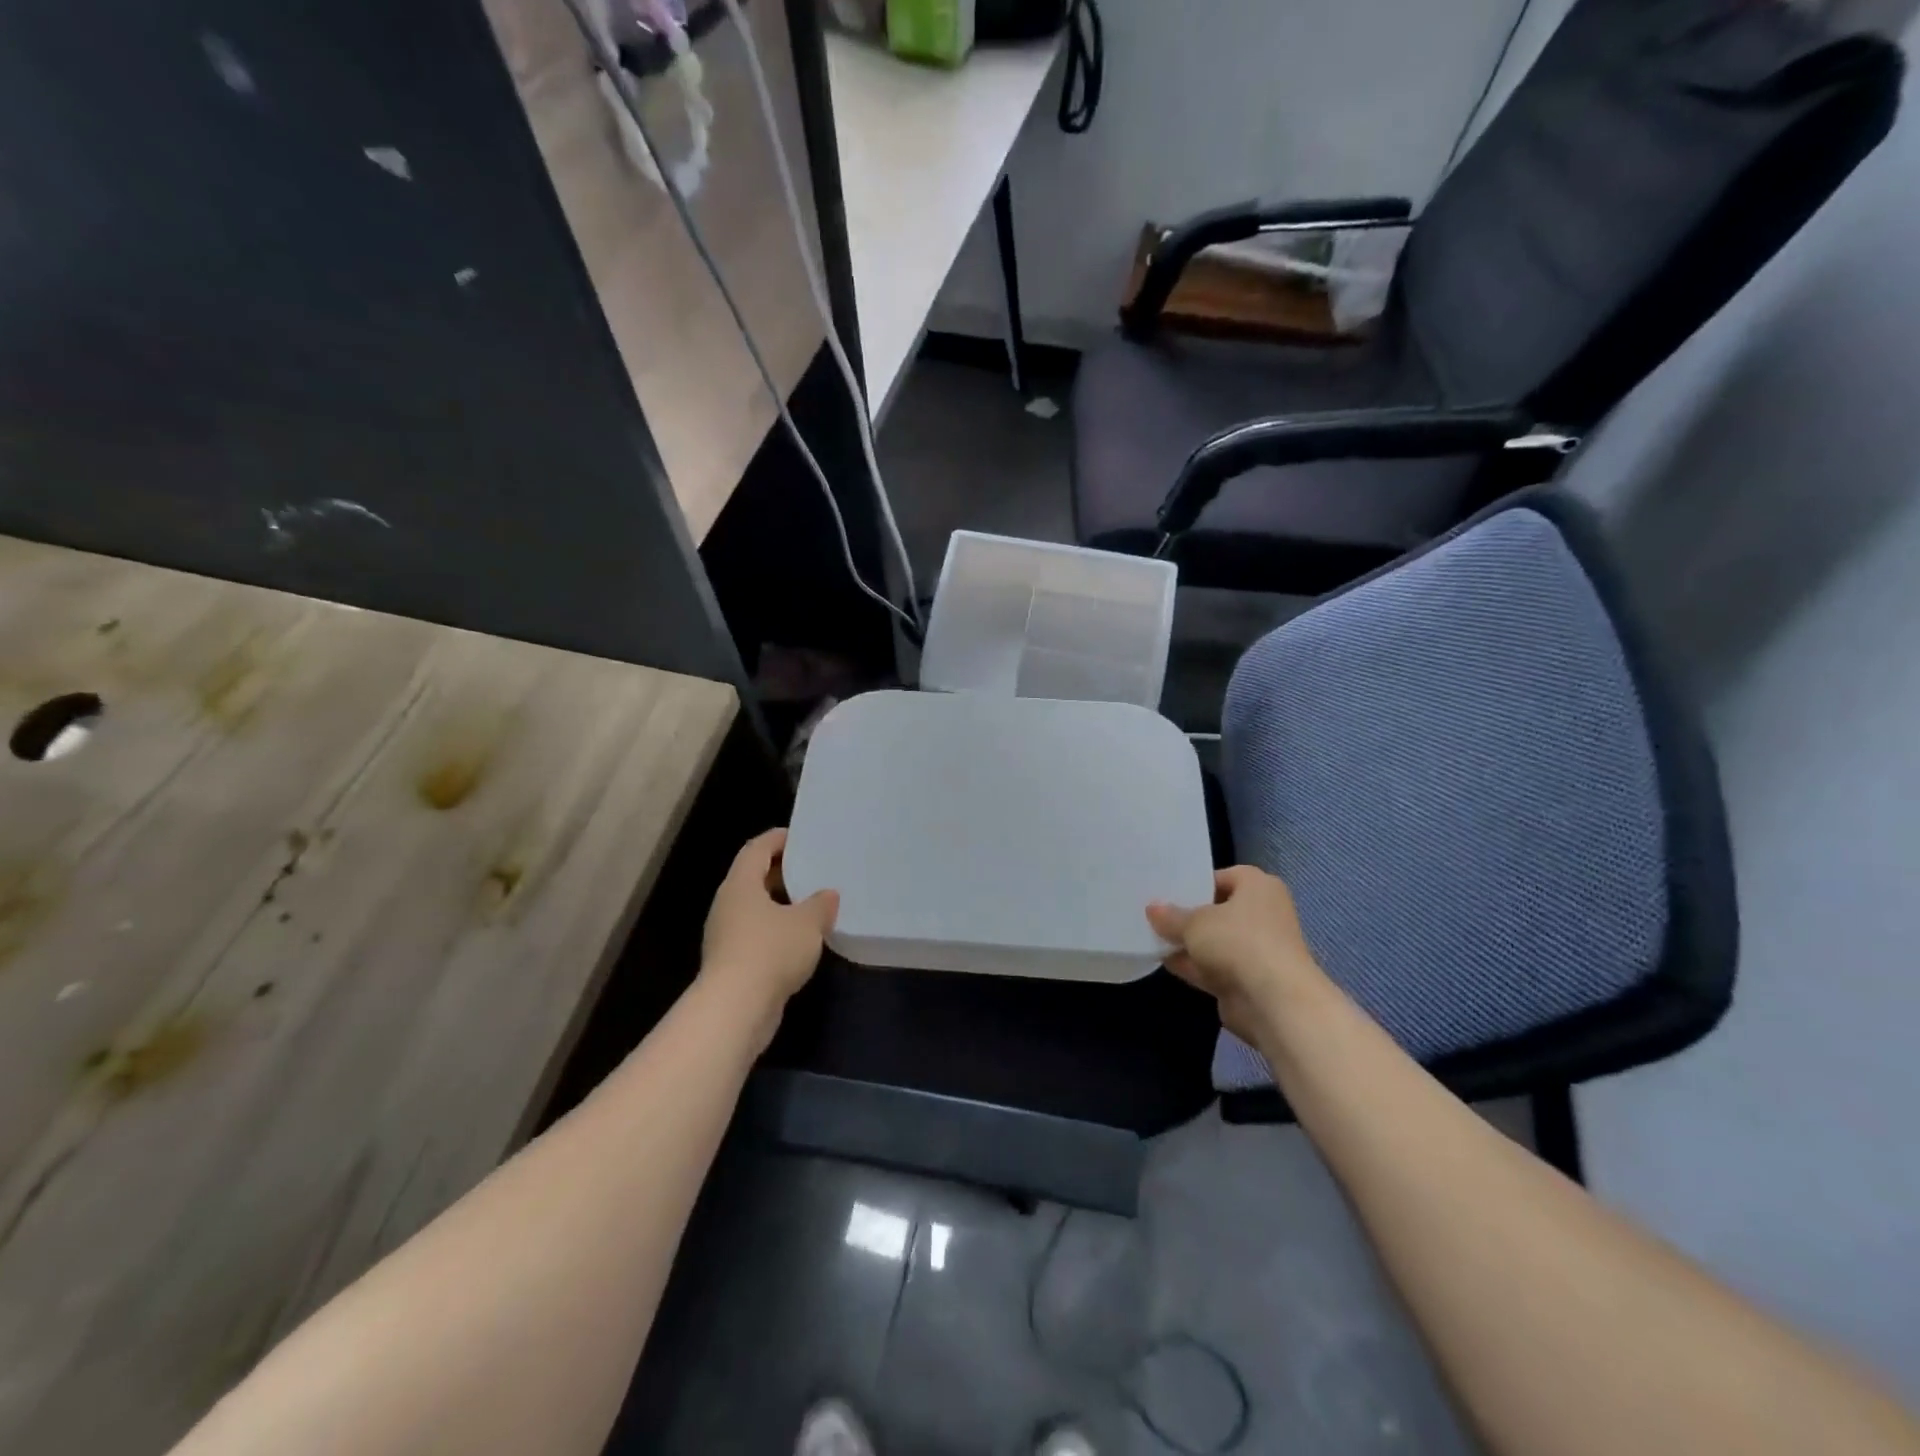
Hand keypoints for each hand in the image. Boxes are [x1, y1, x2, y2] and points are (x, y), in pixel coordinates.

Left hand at [700, 829, 837, 1039]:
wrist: (736, 1009)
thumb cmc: (770, 951)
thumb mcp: (807, 923)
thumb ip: (821, 904)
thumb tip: (827, 895)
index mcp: (740, 884)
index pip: (756, 849)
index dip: (777, 839)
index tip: (801, 837)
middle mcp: (728, 905)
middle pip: (753, 878)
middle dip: (782, 873)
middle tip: (813, 870)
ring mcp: (726, 936)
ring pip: (755, 909)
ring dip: (781, 905)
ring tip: (813, 905)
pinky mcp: (732, 963)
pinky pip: (756, 935)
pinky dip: (777, 932)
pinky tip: (802, 940)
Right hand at [1147, 866, 1328, 1044]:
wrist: (1274, 1002)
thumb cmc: (1238, 942)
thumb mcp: (1194, 923)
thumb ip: (1170, 916)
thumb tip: (1153, 909)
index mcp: (1258, 886)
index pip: (1222, 877)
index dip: (1194, 884)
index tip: (1166, 892)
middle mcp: (1263, 913)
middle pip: (1218, 911)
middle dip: (1188, 916)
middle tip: (1153, 914)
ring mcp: (1257, 949)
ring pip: (1215, 941)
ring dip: (1189, 943)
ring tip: (1151, 938)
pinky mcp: (1249, 979)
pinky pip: (1215, 966)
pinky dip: (1194, 965)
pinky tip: (1164, 962)